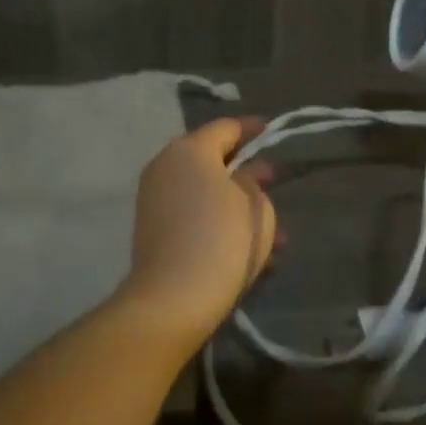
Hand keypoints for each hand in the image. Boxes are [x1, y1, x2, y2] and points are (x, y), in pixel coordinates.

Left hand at [116, 118, 278, 352]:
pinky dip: (218, 221)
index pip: (226, 127)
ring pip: (204, 192)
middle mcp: (165, 166)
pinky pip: (192, 214)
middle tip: (273, 182)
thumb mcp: (255, 204)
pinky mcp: (152, 228)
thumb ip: (253, 180)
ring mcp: (154, 198)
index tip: (271, 131)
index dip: (252, 128)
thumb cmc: (222, 238)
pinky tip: (248, 248)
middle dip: (244, 171)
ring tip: (273, 232)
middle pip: (210, 159)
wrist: (174, 297)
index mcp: (190, 150)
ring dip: (236, 204)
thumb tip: (246, 173)